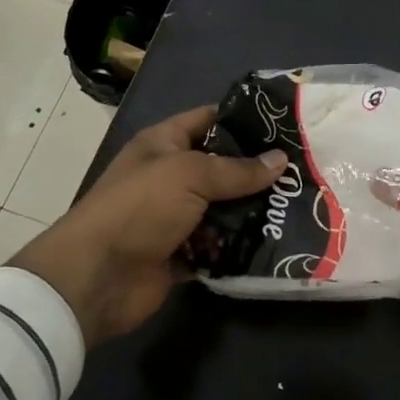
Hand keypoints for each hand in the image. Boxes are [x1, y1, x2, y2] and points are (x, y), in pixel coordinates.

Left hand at [9, 105, 285, 344]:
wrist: (95, 279)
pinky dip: (239, 245)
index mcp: (164, 143)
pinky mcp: (182, 253)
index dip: (244, 119)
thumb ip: (237, 169)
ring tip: (299, 207)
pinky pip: (218, 245)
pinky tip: (277, 241)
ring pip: (224, 208)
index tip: (286, 124)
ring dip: (253, 210)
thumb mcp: (189, 175)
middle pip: (222, 167)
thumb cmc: (139, 209)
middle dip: (258, 170)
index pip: (210, 119)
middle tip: (304, 170)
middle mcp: (171, 176)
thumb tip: (281, 159)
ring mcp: (176, 217)